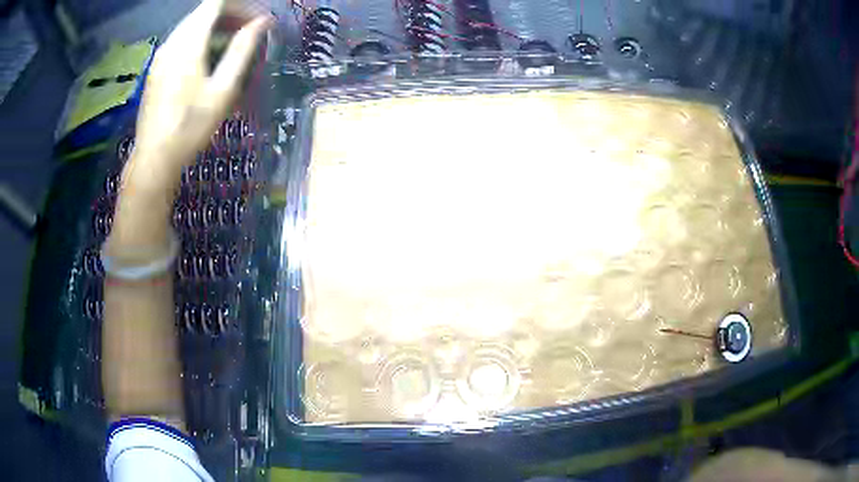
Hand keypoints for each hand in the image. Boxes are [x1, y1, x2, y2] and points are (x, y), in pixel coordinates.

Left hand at [108, 0, 269, 258]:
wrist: (154, 159)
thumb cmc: (191, 126)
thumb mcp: (223, 89)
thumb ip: (242, 50)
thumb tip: (261, 22)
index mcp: (189, 42)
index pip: (215, 3)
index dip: (239, 6)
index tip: (257, 20)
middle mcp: (172, 41)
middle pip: (203, 12)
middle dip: (230, 15)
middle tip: (250, 33)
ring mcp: (161, 54)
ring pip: (192, 25)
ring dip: (215, 28)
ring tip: (233, 46)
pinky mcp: (157, 67)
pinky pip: (182, 40)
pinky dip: (200, 40)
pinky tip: (209, 60)